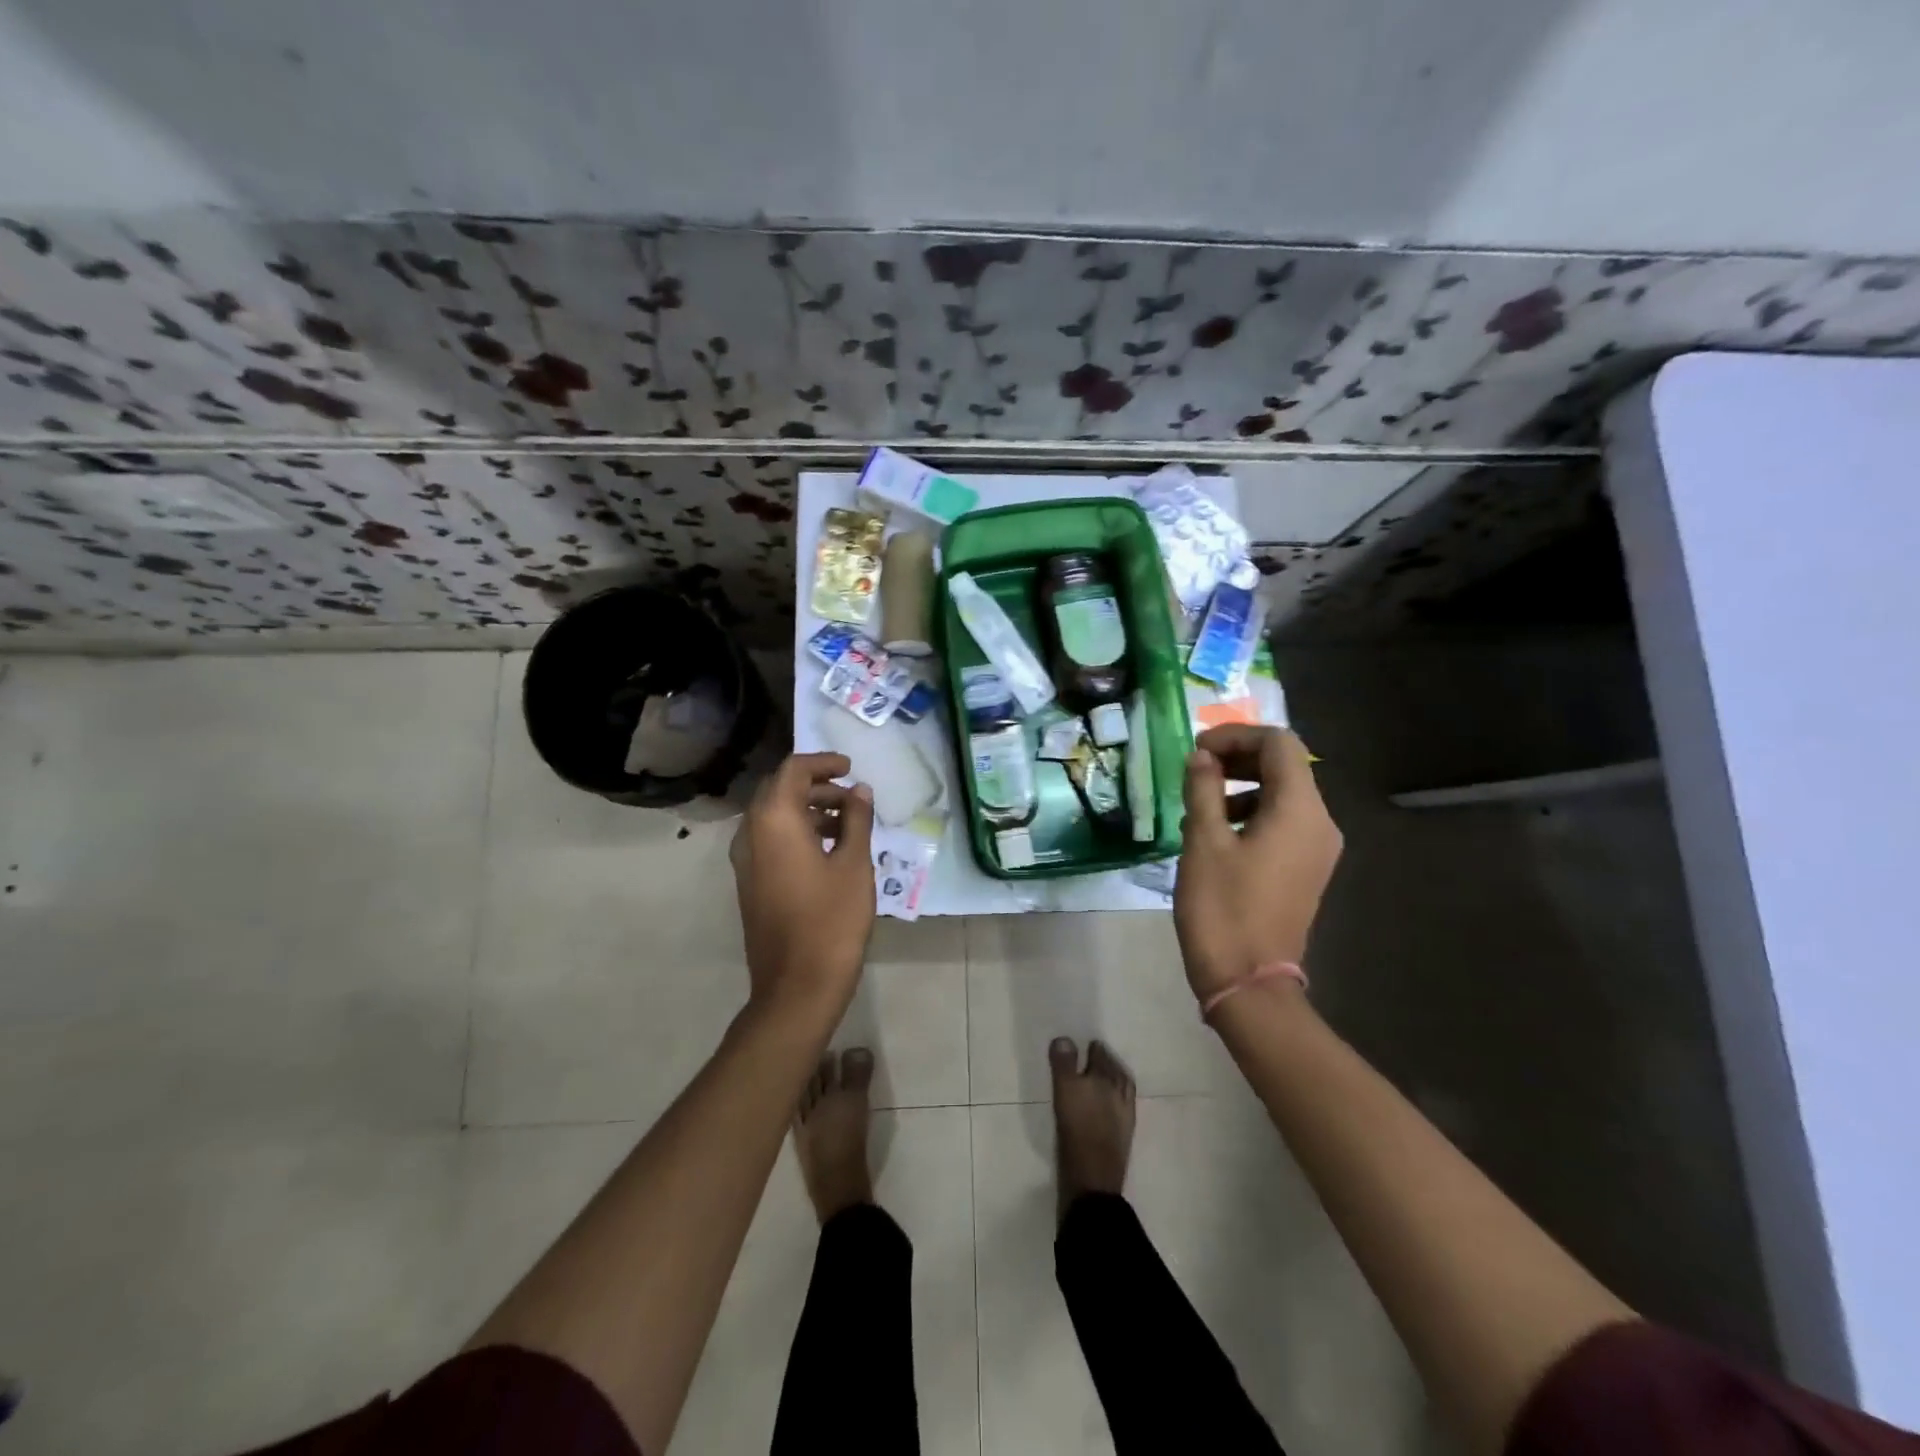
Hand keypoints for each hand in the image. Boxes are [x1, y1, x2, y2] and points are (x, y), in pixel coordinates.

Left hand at [730, 752, 876, 1019]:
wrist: (797, 985)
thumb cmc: (832, 920)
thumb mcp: (853, 864)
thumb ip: (856, 819)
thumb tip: (859, 790)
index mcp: (774, 820)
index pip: (793, 770)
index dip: (823, 762)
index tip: (851, 767)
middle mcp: (751, 833)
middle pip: (779, 790)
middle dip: (816, 785)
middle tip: (852, 795)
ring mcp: (746, 860)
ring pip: (773, 815)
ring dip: (808, 809)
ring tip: (848, 823)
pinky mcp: (750, 881)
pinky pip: (770, 839)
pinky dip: (797, 831)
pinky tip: (829, 848)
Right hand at [1173, 726, 1341, 1000]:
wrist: (1248, 981)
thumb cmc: (1222, 908)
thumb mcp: (1203, 841)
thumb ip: (1203, 789)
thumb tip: (1201, 758)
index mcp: (1299, 811)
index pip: (1279, 744)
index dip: (1236, 736)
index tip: (1196, 750)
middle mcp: (1319, 823)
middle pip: (1284, 766)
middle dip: (1238, 757)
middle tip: (1194, 769)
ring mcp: (1316, 848)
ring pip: (1282, 794)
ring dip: (1241, 784)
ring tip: (1198, 803)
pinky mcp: (1305, 868)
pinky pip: (1282, 821)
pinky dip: (1250, 811)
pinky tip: (1215, 832)